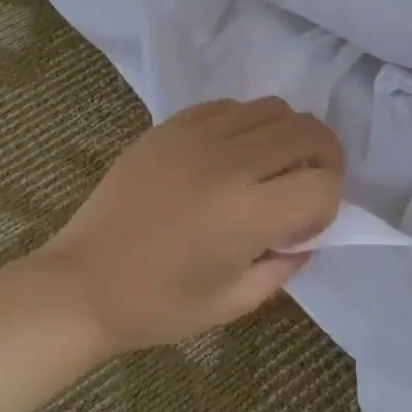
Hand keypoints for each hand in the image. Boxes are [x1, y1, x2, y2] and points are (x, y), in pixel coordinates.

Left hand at [39, 97, 343, 353]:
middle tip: (306, 186)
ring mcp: (196, 137)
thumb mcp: (236, 301)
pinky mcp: (169, 127)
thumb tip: (306, 234)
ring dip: (287, 136)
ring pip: (273, 108)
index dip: (329, 205)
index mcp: (247, 214)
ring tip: (268, 168)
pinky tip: (230, 156)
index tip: (305, 227)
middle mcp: (228, 164)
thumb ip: (286, 264)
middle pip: (308, 132)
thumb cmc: (160, 305)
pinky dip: (247, 125)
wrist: (82, 284)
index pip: (324, 184)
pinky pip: (229, 106)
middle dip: (324, 158)